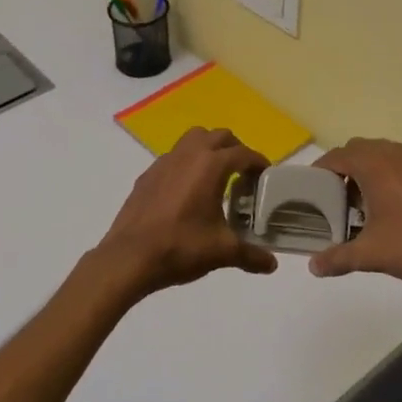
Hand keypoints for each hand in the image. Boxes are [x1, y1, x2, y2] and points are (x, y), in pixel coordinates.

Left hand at [96, 128, 278, 297]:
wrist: (129, 257)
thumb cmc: (181, 247)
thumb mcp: (222, 252)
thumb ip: (251, 255)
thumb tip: (272, 264)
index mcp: (211, 165)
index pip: (244, 153)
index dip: (259, 163)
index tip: (265, 177)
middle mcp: (189, 155)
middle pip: (219, 136)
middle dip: (235, 149)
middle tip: (243, 174)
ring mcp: (164, 162)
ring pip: (193, 139)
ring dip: (209, 149)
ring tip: (216, 176)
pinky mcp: (148, 174)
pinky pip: (174, 157)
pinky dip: (187, 164)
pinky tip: (187, 192)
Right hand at [309, 138, 401, 289]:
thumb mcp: (372, 255)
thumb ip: (338, 258)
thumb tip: (313, 266)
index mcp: (376, 167)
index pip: (338, 156)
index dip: (322, 169)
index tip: (313, 187)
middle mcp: (397, 154)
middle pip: (360, 148)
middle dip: (346, 167)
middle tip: (339, 196)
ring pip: (386, 153)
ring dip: (371, 169)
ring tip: (368, 200)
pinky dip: (395, 174)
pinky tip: (400, 205)